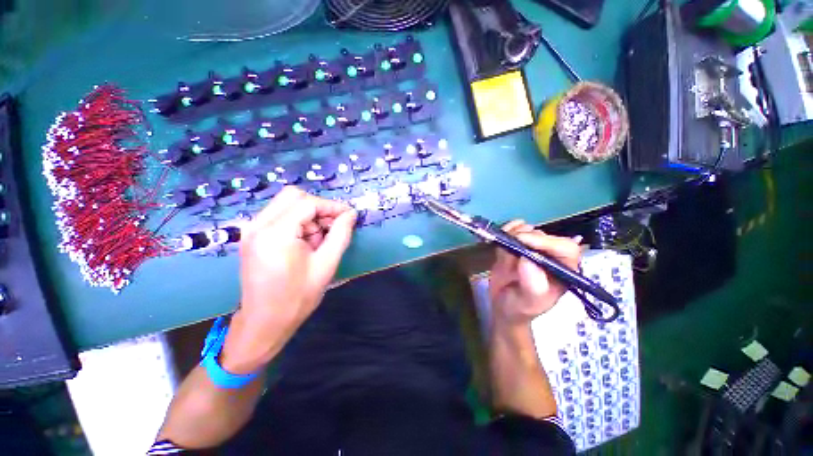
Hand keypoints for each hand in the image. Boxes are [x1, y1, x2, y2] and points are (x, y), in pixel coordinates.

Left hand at [221, 187, 356, 373]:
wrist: (264, 322)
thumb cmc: (298, 297)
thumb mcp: (326, 264)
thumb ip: (341, 234)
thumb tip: (351, 214)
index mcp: (276, 233)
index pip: (308, 203)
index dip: (332, 206)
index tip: (349, 216)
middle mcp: (258, 225)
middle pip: (294, 196)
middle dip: (319, 208)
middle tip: (333, 227)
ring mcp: (251, 229)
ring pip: (286, 203)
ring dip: (308, 214)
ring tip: (319, 239)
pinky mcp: (251, 235)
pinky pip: (279, 214)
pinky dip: (297, 220)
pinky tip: (305, 241)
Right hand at [489, 220, 581, 327]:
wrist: (503, 306)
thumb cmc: (520, 308)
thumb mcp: (529, 303)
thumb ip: (533, 285)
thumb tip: (528, 259)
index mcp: (563, 271)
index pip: (565, 248)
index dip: (545, 242)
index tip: (522, 240)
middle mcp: (551, 257)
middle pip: (544, 236)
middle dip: (525, 237)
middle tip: (507, 244)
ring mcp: (533, 249)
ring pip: (528, 230)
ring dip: (513, 233)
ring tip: (503, 245)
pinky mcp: (517, 246)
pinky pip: (515, 230)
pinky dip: (508, 228)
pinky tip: (501, 234)